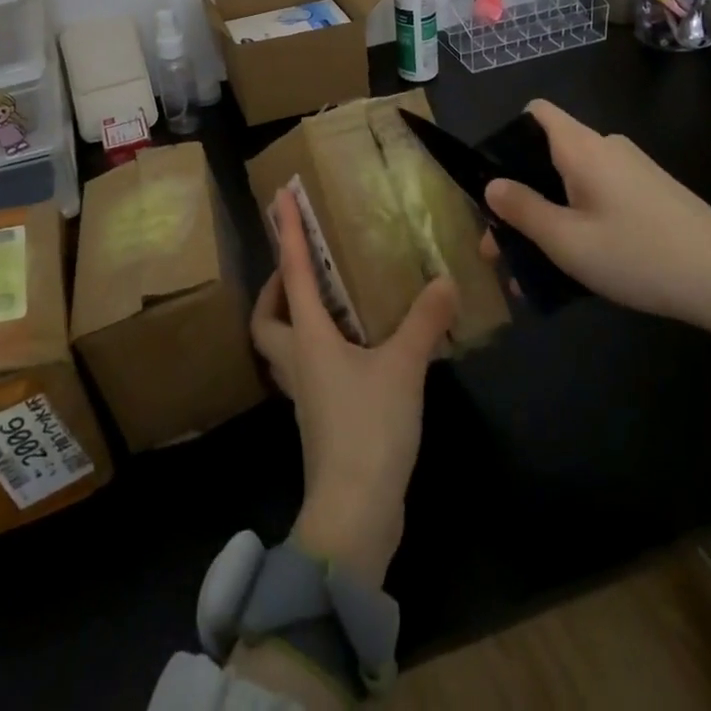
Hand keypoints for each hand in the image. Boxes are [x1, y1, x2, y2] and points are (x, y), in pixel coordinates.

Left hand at [250, 187, 458, 587]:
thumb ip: (424, 322)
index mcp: (307, 338)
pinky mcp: (320, 419)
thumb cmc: (368, 429)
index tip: (280, 197)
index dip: (286, 231)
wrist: (354, 513)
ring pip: (283, 346)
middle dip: (274, 289)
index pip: (291, 271)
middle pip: (266, 318)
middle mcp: (297, 361)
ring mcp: (305, 394)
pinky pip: (308, 369)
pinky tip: (355, 349)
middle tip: (299, 268)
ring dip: (294, 319)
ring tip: (329, 301)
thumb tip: (444, 280)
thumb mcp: (402, 368)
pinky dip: (320, 348)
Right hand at [482, 100, 710, 358]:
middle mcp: (606, 148)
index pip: (535, 112)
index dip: (506, 136)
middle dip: (521, 193)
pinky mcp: (652, 194)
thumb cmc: (640, 255)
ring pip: (573, 181)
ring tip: (535, 266)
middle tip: (502, 244)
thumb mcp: (567, 241)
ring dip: (548, 215)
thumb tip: (491, 185)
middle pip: (549, 153)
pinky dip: (579, 220)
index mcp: (582, 147)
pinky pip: (600, 196)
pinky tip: (578, 265)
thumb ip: (522, 210)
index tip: (494, 179)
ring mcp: (633, 170)